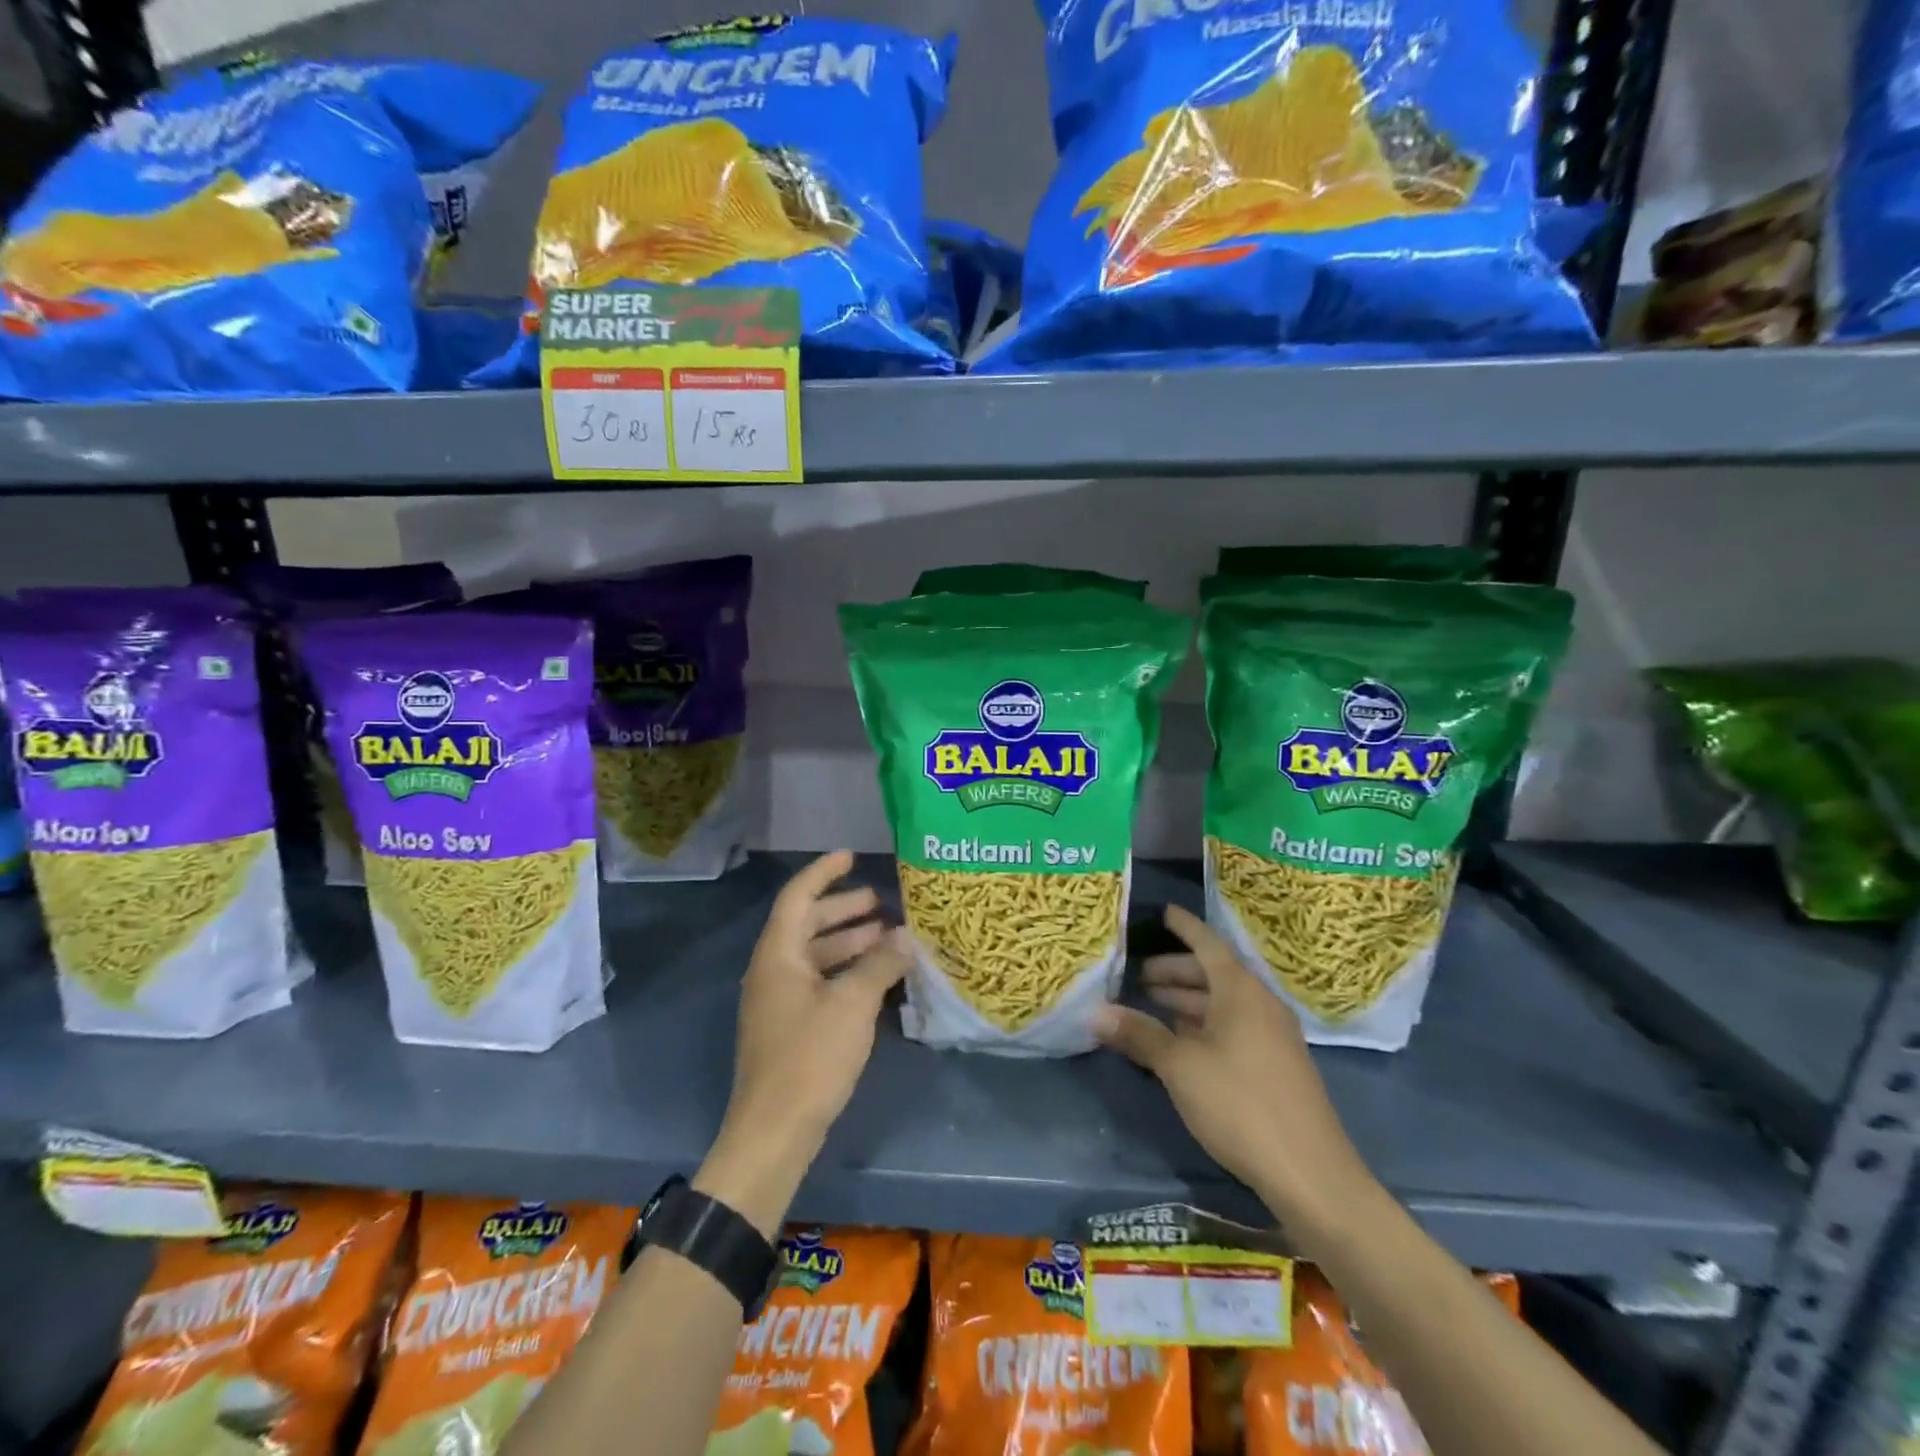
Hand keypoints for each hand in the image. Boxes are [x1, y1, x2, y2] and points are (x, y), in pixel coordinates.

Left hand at [697, 852, 908, 1235]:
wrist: (774, 1132)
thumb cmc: (810, 1057)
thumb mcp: (852, 1004)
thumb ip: (880, 964)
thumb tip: (905, 937)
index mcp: (778, 954)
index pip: (797, 897)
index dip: (823, 873)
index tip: (851, 856)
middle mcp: (772, 970)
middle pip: (807, 925)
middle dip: (843, 910)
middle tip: (881, 902)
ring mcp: (778, 1001)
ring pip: (815, 956)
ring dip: (848, 943)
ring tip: (888, 938)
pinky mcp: (789, 1028)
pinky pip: (818, 983)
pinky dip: (845, 972)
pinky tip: (876, 979)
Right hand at [1093, 905, 1375, 1234]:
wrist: (1311, 1174)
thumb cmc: (1240, 1104)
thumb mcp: (1180, 1067)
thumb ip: (1139, 1034)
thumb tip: (1095, 1012)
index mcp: (1241, 991)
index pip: (1207, 943)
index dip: (1183, 926)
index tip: (1161, 912)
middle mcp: (1260, 1004)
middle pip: (1213, 973)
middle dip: (1175, 972)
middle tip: (1136, 975)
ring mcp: (1272, 1036)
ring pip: (1222, 1003)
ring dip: (1187, 1001)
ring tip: (1150, 1006)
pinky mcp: (1275, 1065)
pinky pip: (1233, 1027)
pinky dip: (1203, 1024)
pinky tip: (1181, 1042)